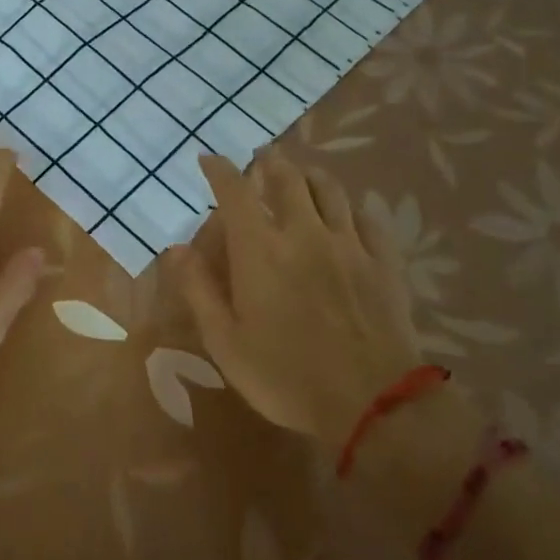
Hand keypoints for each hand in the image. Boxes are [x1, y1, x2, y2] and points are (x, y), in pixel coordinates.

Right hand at [173, 149, 419, 444]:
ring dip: (310, 175)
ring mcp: (348, 244)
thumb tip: (177, 248)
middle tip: (261, 157)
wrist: (372, 401)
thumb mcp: (226, 342)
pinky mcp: (382, 261)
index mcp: (260, 250)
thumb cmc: (286, 376)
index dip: (220, 169)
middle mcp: (304, 233)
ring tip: (301, 174)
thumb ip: (199, 290)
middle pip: (287, 178)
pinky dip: (351, 208)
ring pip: (330, 189)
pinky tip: (348, 214)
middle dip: (270, 162)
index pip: (235, 192)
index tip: (209, 158)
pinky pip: (367, 219)